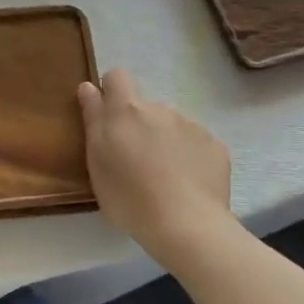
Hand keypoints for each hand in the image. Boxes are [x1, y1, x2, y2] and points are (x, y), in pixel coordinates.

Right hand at [78, 69, 234, 265]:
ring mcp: (192, 125)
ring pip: (171, 125)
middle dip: (138, 125)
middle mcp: (160, 108)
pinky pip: (196, 143)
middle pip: (144, 107)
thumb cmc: (129, 196)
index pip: (116, 77)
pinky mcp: (215, 146)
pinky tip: (187, 184)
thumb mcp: (97, 160)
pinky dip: (189, 156)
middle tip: (134, 161)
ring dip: (164, 141)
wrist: (187, 226)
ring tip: (164, 177)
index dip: (110, 91)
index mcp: (127, 110)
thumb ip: (93, 118)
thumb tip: (88, 86)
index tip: (107, 117)